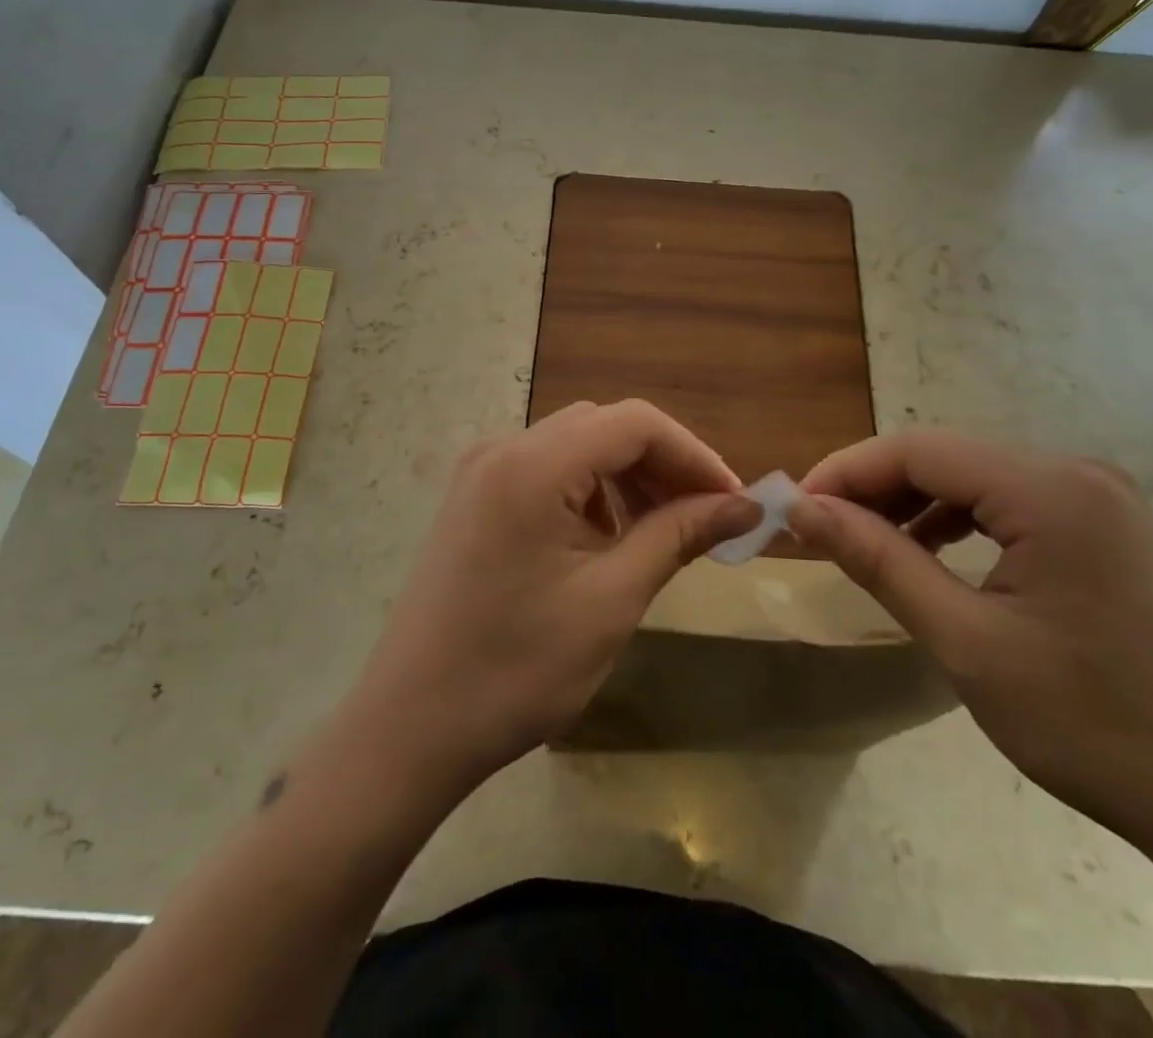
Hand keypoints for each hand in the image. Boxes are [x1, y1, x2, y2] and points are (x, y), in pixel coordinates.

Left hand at [347, 400, 757, 790]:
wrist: (408, 729)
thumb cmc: (515, 671)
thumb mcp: (611, 601)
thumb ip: (677, 536)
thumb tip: (744, 507)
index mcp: (532, 465)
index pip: (635, 423)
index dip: (694, 455)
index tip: (734, 503)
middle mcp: (502, 449)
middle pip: (605, 426)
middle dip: (663, 465)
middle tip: (705, 519)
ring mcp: (480, 472)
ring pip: (576, 445)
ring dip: (627, 477)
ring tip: (661, 531)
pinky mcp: (472, 499)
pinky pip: (545, 470)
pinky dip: (588, 491)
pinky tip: (604, 539)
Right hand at [790, 429, 1152, 851]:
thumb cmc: (1090, 726)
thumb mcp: (965, 641)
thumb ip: (878, 560)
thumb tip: (802, 510)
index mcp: (1050, 490)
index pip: (917, 449)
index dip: (845, 472)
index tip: (793, 511)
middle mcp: (1077, 473)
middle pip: (944, 457)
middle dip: (873, 489)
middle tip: (818, 533)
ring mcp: (1099, 498)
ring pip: (974, 477)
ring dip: (911, 503)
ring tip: (865, 545)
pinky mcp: (1106, 527)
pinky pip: (1008, 501)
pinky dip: (956, 519)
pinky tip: (930, 553)